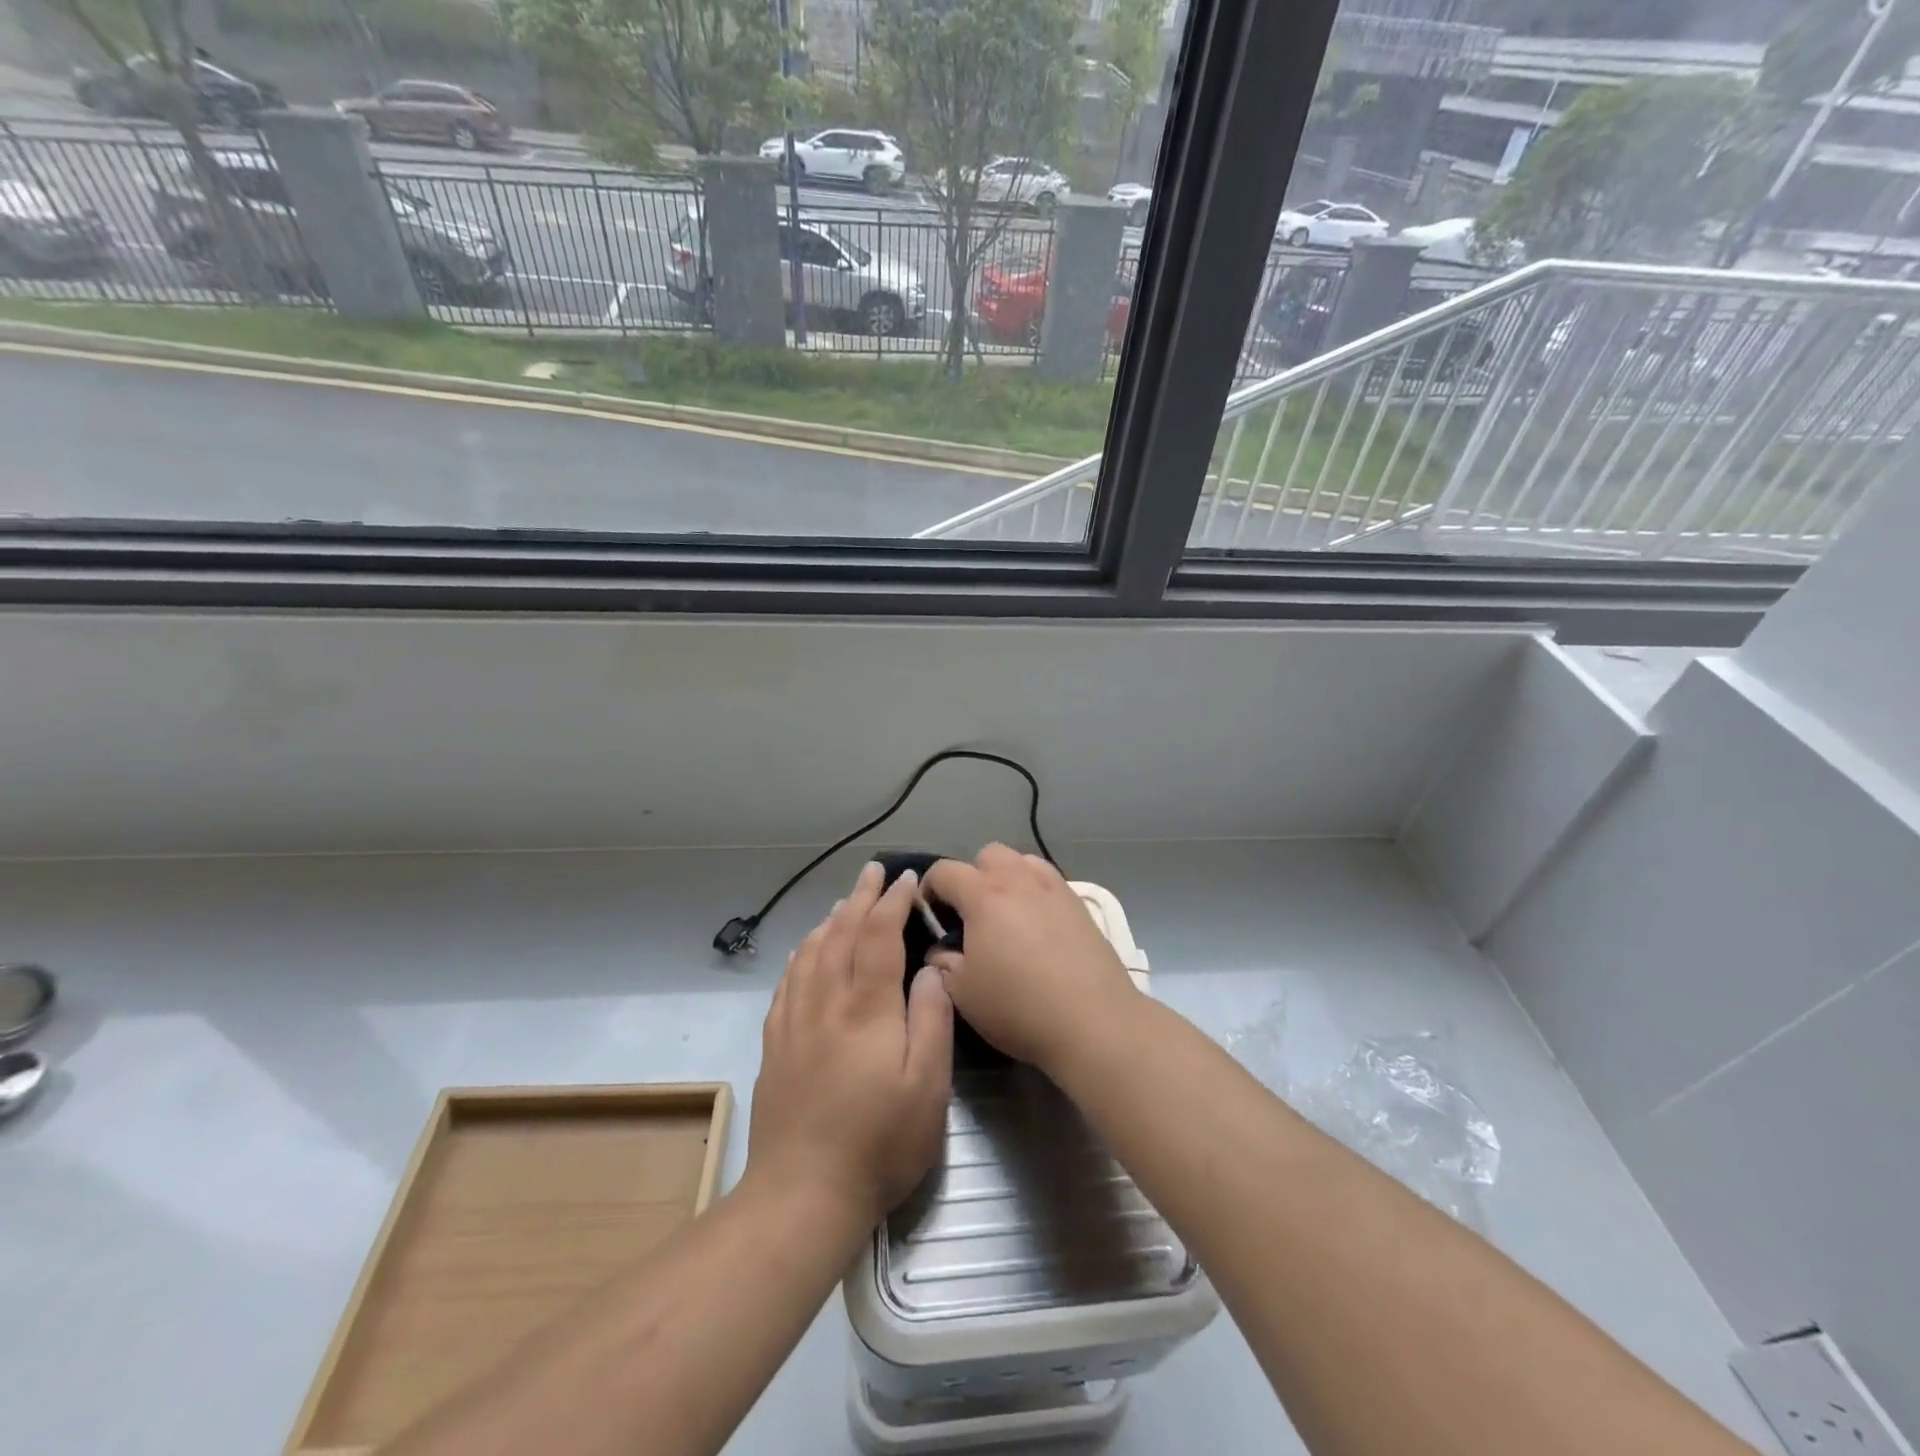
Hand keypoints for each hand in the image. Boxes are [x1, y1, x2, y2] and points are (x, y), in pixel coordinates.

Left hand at [746, 863, 953, 1229]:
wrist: (802, 1194)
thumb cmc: (879, 1143)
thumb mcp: (927, 1087)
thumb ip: (932, 1020)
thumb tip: (931, 968)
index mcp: (866, 1008)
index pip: (878, 936)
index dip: (892, 902)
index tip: (905, 879)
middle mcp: (825, 1002)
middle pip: (841, 933)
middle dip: (860, 897)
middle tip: (874, 871)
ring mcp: (794, 1021)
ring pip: (811, 951)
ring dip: (831, 918)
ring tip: (845, 902)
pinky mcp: (775, 1043)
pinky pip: (788, 980)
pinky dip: (802, 952)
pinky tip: (807, 950)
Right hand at [923, 845, 1137, 1074]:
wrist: (1093, 1020)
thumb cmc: (1018, 1006)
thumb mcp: (963, 993)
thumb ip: (943, 964)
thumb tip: (940, 952)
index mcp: (983, 895)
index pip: (945, 871)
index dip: (929, 888)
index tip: (928, 914)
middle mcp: (1019, 880)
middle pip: (988, 854)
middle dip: (972, 876)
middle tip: (970, 914)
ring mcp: (1054, 888)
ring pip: (1023, 862)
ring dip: (1007, 878)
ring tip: (1007, 915)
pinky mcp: (1080, 905)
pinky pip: (1050, 882)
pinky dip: (1035, 893)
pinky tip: (1038, 927)